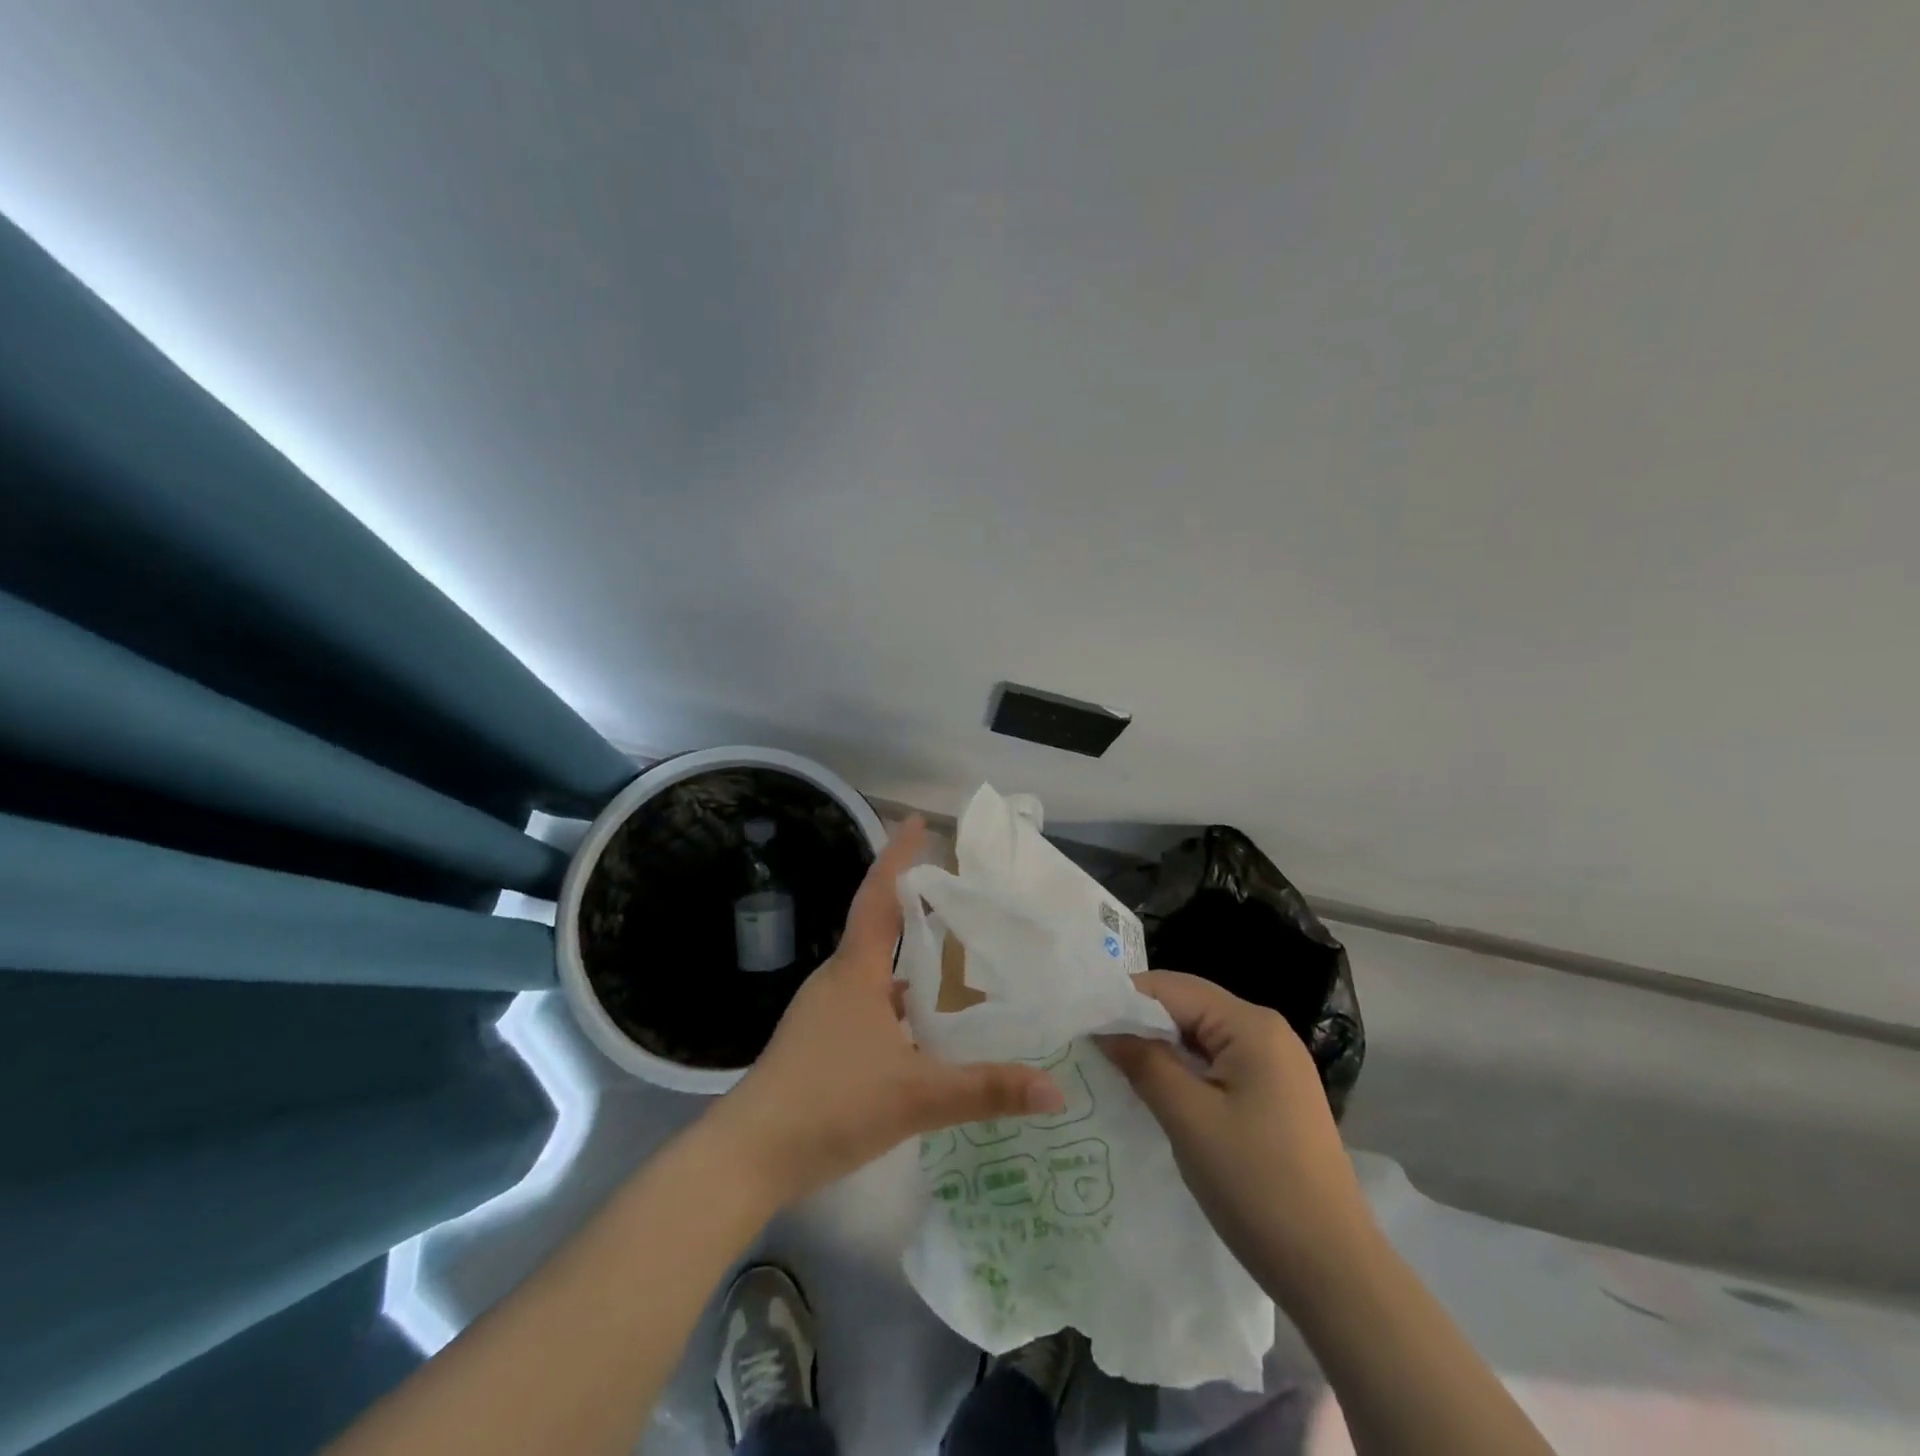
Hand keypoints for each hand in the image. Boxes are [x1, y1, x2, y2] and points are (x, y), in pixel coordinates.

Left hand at [705, 817, 1064, 1205]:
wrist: (749, 1156)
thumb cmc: (830, 1104)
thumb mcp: (916, 1096)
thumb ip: (986, 1090)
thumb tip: (1055, 1089)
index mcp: (856, 971)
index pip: (878, 896)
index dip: (898, 856)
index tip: (917, 821)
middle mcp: (838, 979)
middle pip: (878, 927)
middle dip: (915, 905)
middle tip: (959, 895)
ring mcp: (824, 1011)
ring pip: (874, 970)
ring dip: (910, 959)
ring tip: (956, 959)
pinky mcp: (819, 1041)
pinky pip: (867, 1002)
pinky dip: (898, 999)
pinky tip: (923, 1028)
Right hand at [1098, 970, 1367, 1301]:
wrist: (1334, 1272)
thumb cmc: (1257, 1186)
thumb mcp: (1188, 1119)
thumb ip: (1143, 1062)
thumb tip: (1104, 1030)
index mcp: (1251, 1025)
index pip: (1171, 988)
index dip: (1123, 999)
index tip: (1080, 1020)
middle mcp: (1266, 1032)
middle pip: (1187, 1007)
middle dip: (1139, 1023)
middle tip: (1089, 1044)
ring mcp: (1275, 1065)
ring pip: (1200, 1038)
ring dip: (1159, 1049)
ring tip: (1112, 1065)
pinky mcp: (1274, 1096)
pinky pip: (1217, 1065)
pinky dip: (1183, 1072)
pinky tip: (1155, 1092)